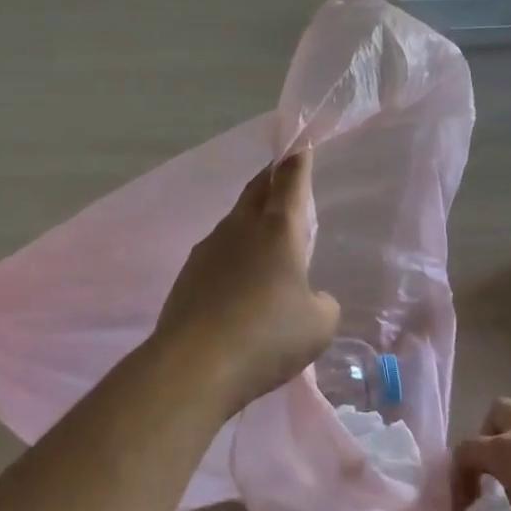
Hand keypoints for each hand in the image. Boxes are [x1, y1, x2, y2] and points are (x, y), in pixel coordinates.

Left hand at [153, 150, 341, 415]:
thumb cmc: (268, 336)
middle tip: (283, 175)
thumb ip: (321, 303)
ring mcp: (209, 249)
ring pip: (235, 221)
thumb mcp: (318, 325)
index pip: (290, 179)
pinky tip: (238, 283)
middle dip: (272, 178)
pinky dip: (233, 256)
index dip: (298, 160)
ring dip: (251, 219)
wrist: (194, 365)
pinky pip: (218, 253)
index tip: (300, 144)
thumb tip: (309, 299)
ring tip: (265, 237)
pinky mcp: (188, 275)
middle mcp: (241, 228)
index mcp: (278, 228)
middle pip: (257, 189)